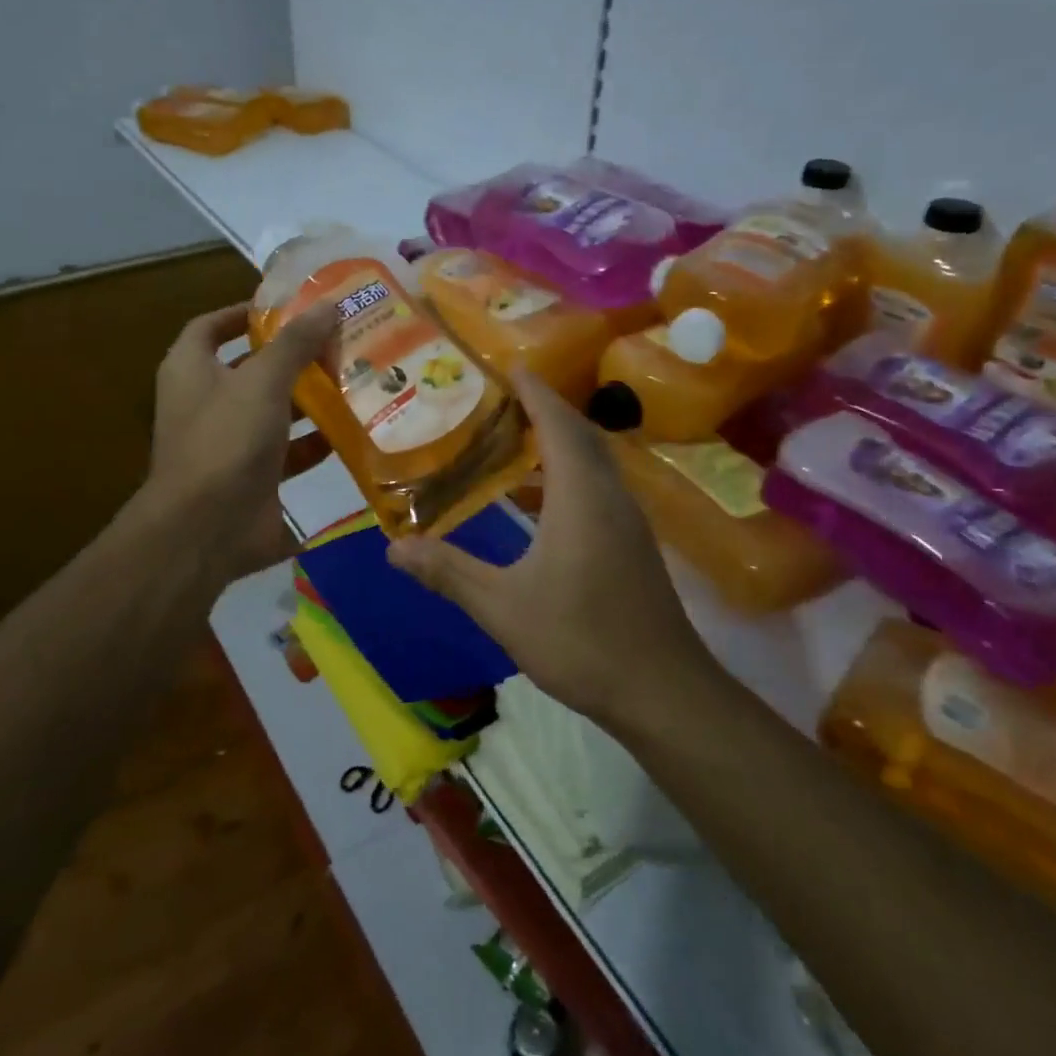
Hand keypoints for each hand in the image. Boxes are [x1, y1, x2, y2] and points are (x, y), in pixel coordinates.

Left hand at [144, 299, 336, 586]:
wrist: (207, 529)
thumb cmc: (226, 440)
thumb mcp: (262, 381)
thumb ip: (295, 343)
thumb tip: (328, 305)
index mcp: (191, 371)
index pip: (211, 327)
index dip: (244, 312)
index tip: (286, 305)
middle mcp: (207, 403)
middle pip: (251, 369)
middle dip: (293, 357)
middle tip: (339, 341)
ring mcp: (230, 444)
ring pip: (274, 411)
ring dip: (310, 400)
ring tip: (355, 380)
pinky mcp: (255, 478)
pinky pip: (289, 453)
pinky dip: (316, 443)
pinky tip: (352, 430)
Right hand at [386, 369, 711, 726]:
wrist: (663, 691)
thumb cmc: (581, 640)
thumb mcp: (503, 607)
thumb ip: (448, 572)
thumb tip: (392, 548)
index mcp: (581, 496)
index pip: (557, 423)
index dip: (534, 391)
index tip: (508, 364)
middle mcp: (610, 495)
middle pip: (579, 434)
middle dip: (543, 409)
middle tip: (500, 398)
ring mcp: (627, 520)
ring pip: (592, 462)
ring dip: (557, 441)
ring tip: (512, 438)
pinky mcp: (632, 544)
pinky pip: (598, 487)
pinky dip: (567, 474)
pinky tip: (539, 499)